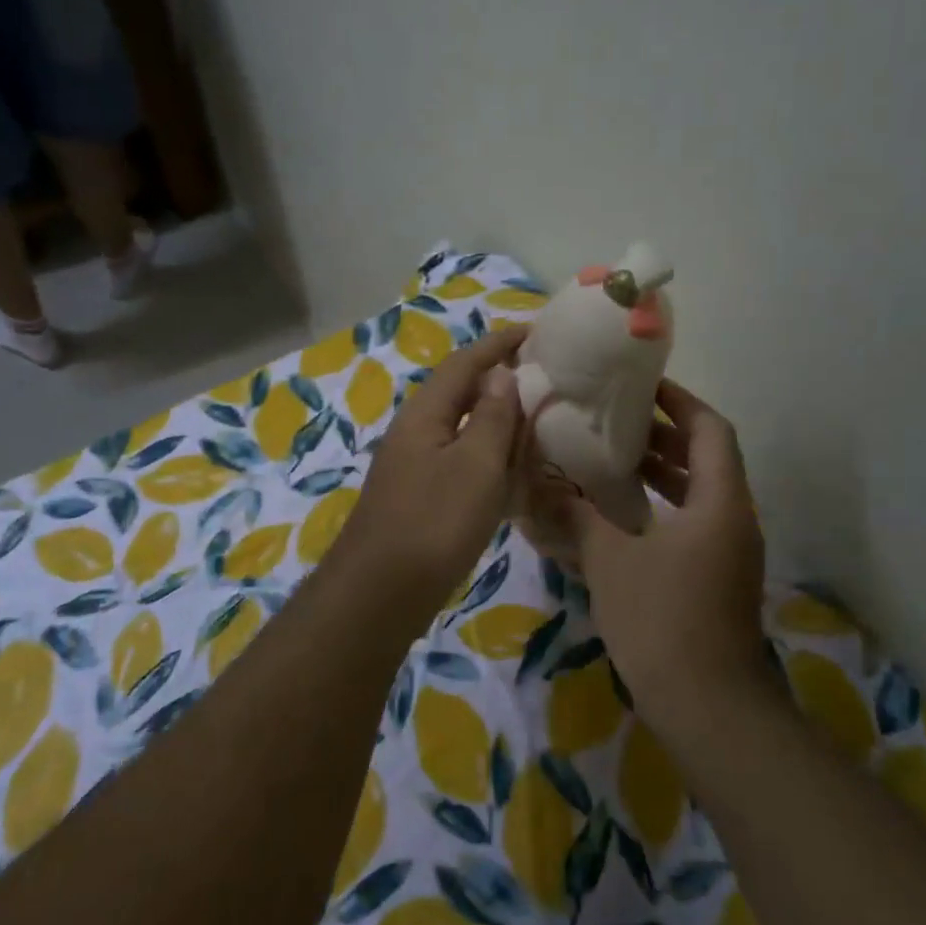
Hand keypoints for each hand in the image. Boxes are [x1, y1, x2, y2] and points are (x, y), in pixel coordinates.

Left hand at [331, 326, 527, 615]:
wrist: (380, 593)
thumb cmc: (434, 523)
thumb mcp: (475, 466)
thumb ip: (491, 417)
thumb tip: (501, 373)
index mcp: (425, 414)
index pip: (465, 363)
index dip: (499, 344)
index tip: (535, 331)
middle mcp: (415, 433)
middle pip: (460, 393)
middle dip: (499, 381)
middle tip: (545, 379)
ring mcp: (414, 467)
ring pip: (461, 430)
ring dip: (496, 421)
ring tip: (536, 421)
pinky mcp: (419, 498)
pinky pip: (459, 463)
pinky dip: (488, 458)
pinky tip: (509, 474)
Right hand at [561, 380, 767, 724]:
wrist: (707, 707)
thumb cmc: (662, 619)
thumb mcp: (610, 559)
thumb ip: (577, 515)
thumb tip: (541, 484)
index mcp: (720, 503)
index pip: (710, 430)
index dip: (680, 402)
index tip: (642, 386)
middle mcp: (732, 520)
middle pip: (705, 460)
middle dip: (662, 437)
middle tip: (613, 421)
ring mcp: (726, 554)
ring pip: (696, 495)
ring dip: (659, 474)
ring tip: (609, 460)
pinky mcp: (713, 581)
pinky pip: (688, 526)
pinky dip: (657, 510)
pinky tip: (616, 516)